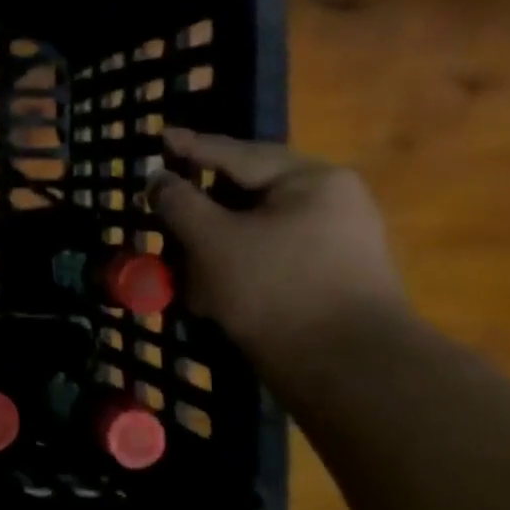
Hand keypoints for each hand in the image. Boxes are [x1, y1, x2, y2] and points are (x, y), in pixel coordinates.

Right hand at [147, 128, 410, 360]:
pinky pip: (268, 257)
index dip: (191, 147)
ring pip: (253, 229)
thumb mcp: (212, 240)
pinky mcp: (328, 279)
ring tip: (177, 257)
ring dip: (211, 242)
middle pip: (246, 192)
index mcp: (311, 181)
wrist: (351, 373)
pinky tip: (205, 289)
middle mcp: (330, 203)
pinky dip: (233, 266)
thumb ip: (178, 202)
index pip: (236, 154)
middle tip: (161, 205)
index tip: (159, 137)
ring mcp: (334, 243)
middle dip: (199, 206)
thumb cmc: (276, 289)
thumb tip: (158, 180)